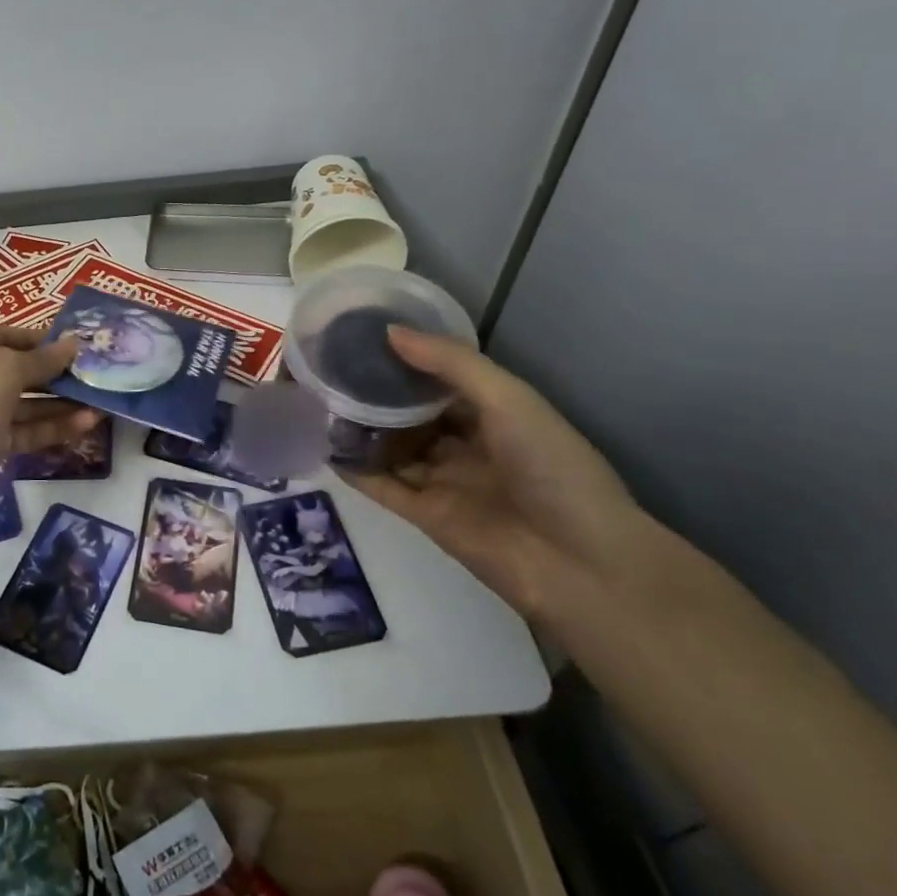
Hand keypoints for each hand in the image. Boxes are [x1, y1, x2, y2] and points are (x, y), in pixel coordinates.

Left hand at [0, 325, 102, 520]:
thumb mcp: (9, 364)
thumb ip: (44, 358)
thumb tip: (74, 344)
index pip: (15, 336)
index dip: (49, 341)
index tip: (85, 346)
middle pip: (24, 370)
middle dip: (61, 373)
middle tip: (101, 374)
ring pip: (30, 403)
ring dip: (65, 402)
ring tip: (103, 400)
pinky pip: (30, 430)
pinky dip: (56, 426)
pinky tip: (89, 422)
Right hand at [337, 328, 649, 619]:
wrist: (578, 563)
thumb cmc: (553, 468)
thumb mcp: (509, 400)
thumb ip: (450, 364)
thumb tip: (389, 332)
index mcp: (497, 415)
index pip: (443, 382)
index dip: (408, 361)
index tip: (364, 339)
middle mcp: (468, 446)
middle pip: (413, 416)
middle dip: (379, 395)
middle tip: (331, 369)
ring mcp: (445, 482)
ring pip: (394, 449)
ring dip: (362, 430)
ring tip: (317, 402)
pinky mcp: (425, 516)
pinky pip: (384, 487)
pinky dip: (356, 470)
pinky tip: (325, 447)